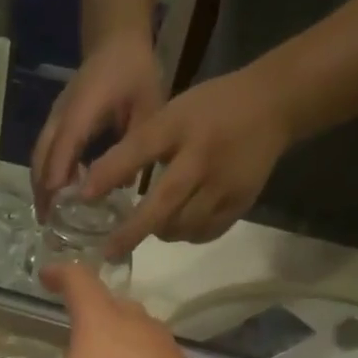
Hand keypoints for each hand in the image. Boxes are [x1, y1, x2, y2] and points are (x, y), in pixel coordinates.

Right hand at [0, 264, 221, 357]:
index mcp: (100, 326)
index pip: (80, 281)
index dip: (60, 274)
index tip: (46, 277)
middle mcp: (139, 329)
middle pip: (115, 303)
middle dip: (93, 307)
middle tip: (73, 324)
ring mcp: (170, 354)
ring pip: (141, 332)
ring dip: (120, 338)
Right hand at [31, 31, 166, 216]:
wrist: (115, 40)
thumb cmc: (135, 72)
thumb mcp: (149, 105)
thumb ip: (136, 142)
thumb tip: (125, 185)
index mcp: (85, 106)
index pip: (66, 143)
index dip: (59, 173)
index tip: (56, 203)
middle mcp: (62, 114)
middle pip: (42, 156)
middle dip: (42, 190)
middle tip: (48, 223)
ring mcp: (55, 117)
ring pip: (38, 156)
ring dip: (40, 186)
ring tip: (48, 217)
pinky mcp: (56, 122)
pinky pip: (45, 152)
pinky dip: (45, 175)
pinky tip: (57, 196)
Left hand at [82, 63, 292, 257]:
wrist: (274, 106)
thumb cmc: (210, 109)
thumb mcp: (173, 113)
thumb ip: (140, 146)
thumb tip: (98, 186)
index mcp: (181, 126)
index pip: (140, 149)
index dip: (110, 173)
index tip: (83, 195)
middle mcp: (202, 157)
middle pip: (164, 203)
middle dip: (132, 231)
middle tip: (108, 251)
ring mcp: (225, 184)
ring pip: (183, 225)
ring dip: (160, 232)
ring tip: (147, 229)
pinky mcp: (241, 203)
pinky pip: (204, 232)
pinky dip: (186, 234)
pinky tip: (178, 225)